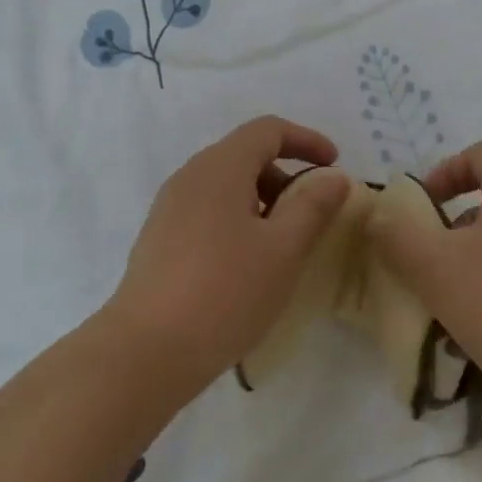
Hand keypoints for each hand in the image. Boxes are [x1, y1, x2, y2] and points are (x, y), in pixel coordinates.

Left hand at [106, 116, 352, 389]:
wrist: (148, 350)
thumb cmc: (226, 292)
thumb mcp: (283, 249)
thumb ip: (313, 206)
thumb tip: (332, 177)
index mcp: (220, 167)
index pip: (267, 130)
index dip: (306, 140)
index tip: (334, 166)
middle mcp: (190, 177)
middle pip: (245, 156)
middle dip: (285, 176)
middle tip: (312, 215)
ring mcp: (169, 209)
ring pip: (226, 187)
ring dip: (262, 202)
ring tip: (283, 246)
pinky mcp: (159, 240)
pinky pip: (208, 213)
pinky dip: (238, 221)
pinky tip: (247, 266)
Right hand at [368, 141, 481, 443]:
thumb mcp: (433, 268)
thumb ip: (396, 235)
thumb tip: (379, 217)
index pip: (481, 154)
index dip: (443, 173)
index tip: (419, 209)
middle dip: (452, 224)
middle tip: (427, 255)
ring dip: (470, 260)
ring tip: (444, 301)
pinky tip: (474, 330)